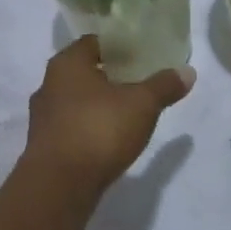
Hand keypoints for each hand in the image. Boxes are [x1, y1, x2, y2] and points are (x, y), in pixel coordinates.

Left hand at [23, 37, 193, 197]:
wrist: (58, 187)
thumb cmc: (99, 130)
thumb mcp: (142, 104)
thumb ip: (163, 86)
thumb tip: (187, 71)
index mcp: (67, 63)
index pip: (94, 43)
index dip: (118, 47)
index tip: (141, 56)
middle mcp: (48, 84)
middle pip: (84, 72)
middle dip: (109, 76)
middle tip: (138, 83)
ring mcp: (43, 117)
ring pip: (75, 101)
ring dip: (98, 105)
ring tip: (126, 113)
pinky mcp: (43, 146)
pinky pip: (70, 127)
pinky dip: (88, 128)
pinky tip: (108, 140)